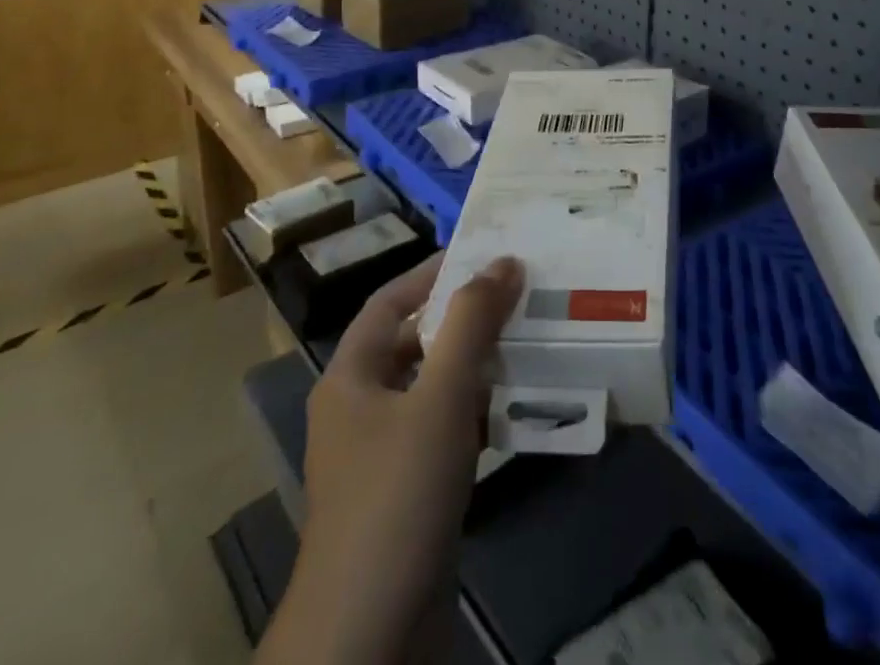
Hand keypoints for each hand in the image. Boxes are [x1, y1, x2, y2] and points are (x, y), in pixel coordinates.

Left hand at [258, 252, 523, 664]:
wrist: (370, 638)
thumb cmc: (396, 495)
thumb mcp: (440, 397)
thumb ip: (471, 324)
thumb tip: (504, 260)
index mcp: (350, 377)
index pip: (390, 302)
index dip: (433, 273)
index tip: (483, 254)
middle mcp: (360, 409)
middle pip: (415, 344)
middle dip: (464, 319)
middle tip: (518, 294)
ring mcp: (384, 457)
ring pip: (435, 390)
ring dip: (477, 367)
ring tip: (529, 340)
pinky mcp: (409, 495)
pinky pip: (446, 434)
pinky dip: (479, 414)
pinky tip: (519, 407)